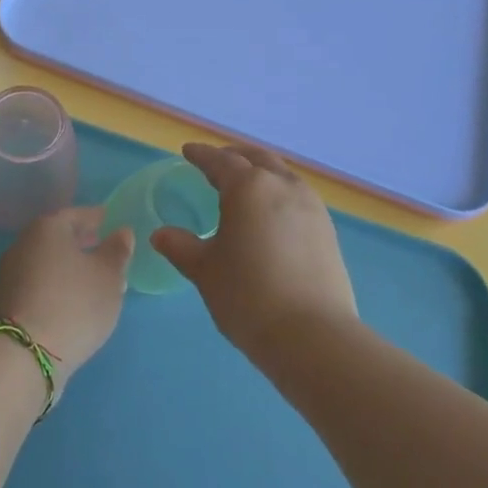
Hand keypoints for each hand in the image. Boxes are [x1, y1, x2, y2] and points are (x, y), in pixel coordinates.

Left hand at [0, 207, 134, 377]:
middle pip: (58, 238)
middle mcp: (23, 244)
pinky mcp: (5, 304)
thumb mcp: (108, 276)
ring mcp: (9, 275)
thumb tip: (121, 232)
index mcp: (47, 227)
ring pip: (47, 263)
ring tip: (94, 282)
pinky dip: (56, 287)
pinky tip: (72, 304)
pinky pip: (38, 285)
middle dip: (83, 243)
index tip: (111, 222)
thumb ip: (117, 251)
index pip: (76, 214)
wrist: (22, 357)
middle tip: (105, 251)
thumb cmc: (73, 304)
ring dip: (69, 268)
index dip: (96, 218)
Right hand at [154, 143, 357, 359]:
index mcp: (249, 187)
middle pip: (256, 158)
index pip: (220, 161)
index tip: (188, 151)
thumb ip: (181, 247)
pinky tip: (271, 212)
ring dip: (260, 171)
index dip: (202, 155)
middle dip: (234, 156)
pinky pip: (297, 195)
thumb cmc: (248, 296)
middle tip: (216, 162)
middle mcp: (282, 186)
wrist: (312, 335)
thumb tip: (160, 235)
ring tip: (245, 185)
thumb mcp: (206, 271)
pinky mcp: (327, 228)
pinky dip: (279, 191)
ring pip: (281, 174)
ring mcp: (310, 206)